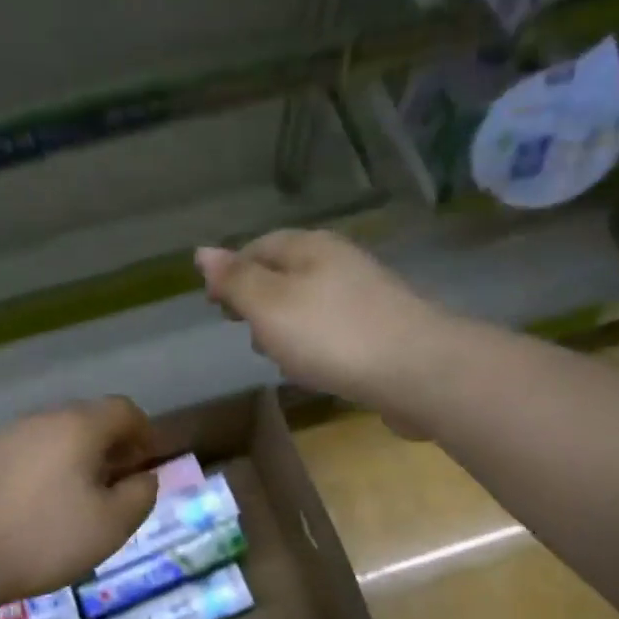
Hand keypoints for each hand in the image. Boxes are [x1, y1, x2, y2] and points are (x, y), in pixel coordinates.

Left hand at [0, 398, 161, 604]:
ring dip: (78, 459)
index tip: (148, 463)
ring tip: (82, 498)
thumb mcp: (112, 525)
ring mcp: (6, 437)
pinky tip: (43, 506)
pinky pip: (29, 454)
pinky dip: (48, 470)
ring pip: (56, 437)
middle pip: (88, 419)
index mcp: (78, 426)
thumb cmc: (45, 538)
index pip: (123, 409)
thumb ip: (140, 495)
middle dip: (112, 446)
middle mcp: (41, 420)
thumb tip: (144, 478)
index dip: (144, 432)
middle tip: (120, 483)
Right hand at [195, 231, 451, 420]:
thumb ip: (235, 280)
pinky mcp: (381, 329)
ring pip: (309, 307)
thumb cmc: (332, 335)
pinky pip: (334, 332)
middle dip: (260, 305)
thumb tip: (201, 252)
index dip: (230, 275)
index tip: (214, 308)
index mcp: (309, 247)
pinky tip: (317, 371)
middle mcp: (339, 262)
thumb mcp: (269, 305)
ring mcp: (365, 296)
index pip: (257, 248)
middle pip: (285, 276)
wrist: (417, 370)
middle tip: (247, 336)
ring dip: (288, 331)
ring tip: (282, 361)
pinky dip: (317, 347)